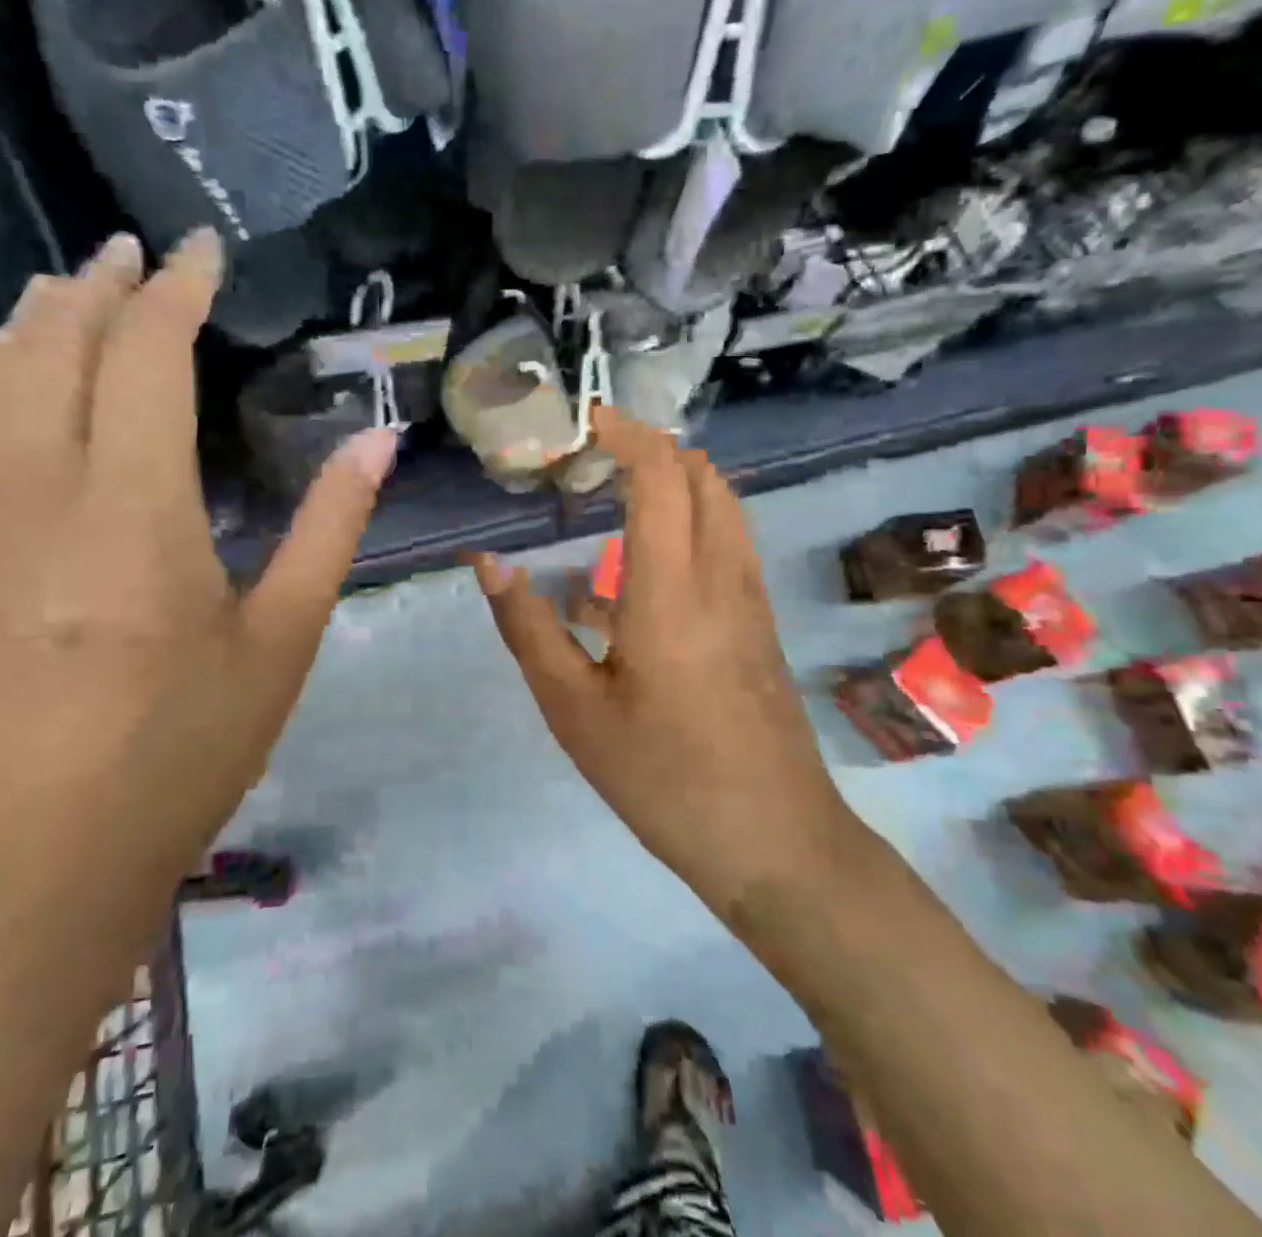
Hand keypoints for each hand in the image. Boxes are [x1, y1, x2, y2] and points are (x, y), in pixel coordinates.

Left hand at [0, 230, 398, 886]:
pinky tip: (6, 380)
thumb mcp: (281, 642)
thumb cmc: (180, 754)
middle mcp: (43, 496)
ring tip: (65, 285)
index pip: (147, 359)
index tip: (203, 249)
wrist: (33, 866)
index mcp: (134, 513)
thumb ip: (330, 530)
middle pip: (58, 353)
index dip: (176, 291)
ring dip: (33, 323)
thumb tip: (377, 444)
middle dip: (99, 289)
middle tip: (135, 251)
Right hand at [470, 409, 852, 918]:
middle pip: (701, 475)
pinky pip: (728, 540)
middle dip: (650, 446)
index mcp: (672, 589)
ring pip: (723, 504)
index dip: (625, 434)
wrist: (774, 842)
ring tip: (615, 488)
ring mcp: (750, 598)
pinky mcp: (760, 622)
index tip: (584, 419)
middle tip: (591, 453)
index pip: (660, 475)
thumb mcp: (574, 710)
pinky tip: (643, 558)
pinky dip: (691, 516)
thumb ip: (527, 628)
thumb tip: (488, 563)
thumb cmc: (663, 778)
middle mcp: (721, 576)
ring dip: (676, 477)